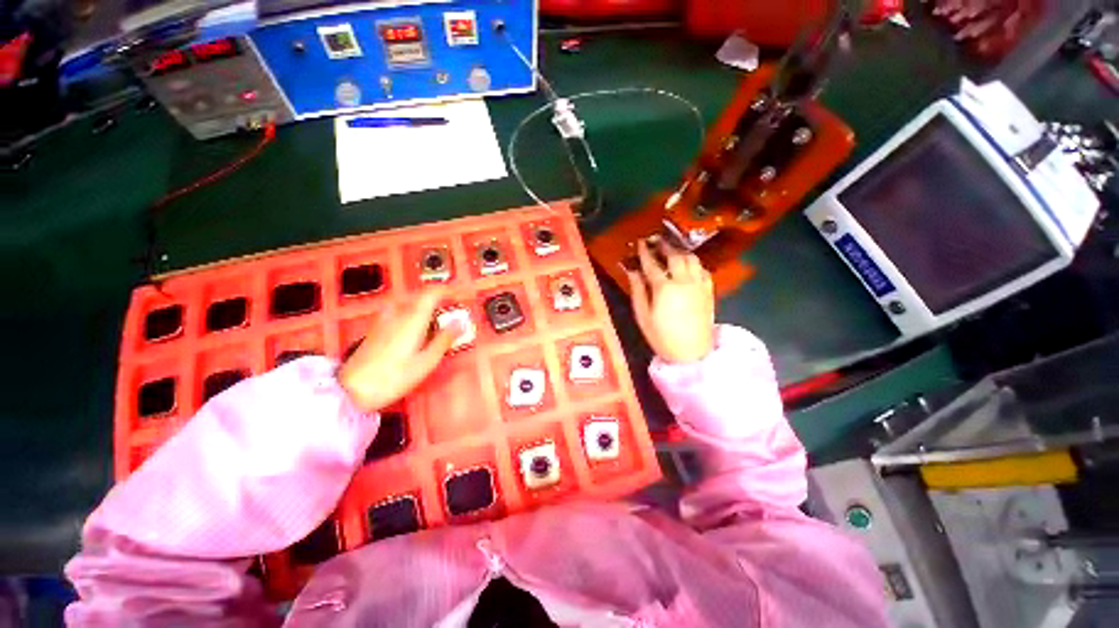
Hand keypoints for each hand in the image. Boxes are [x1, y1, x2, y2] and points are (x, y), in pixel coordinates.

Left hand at [338, 289, 457, 412]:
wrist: (350, 390)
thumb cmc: (394, 377)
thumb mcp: (426, 362)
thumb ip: (444, 340)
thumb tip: (460, 323)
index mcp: (413, 319)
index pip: (431, 294)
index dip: (446, 292)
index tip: (459, 298)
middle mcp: (398, 314)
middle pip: (420, 298)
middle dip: (437, 303)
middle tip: (449, 317)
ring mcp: (384, 321)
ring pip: (408, 305)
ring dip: (423, 310)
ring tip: (433, 326)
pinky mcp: (376, 329)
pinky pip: (398, 313)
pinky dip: (411, 317)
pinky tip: (413, 334)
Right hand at [626, 239, 714, 363]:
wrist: (692, 354)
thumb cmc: (662, 337)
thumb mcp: (643, 316)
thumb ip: (638, 291)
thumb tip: (632, 271)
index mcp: (665, 288)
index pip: (652, 264)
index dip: (645, 252)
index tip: (640, 243)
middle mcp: (684, 281)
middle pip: (675, 256)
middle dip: (665, 246)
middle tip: (656, 241)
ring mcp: (699, 285)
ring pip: (692, 259)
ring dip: (680, 251)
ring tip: (672, 250)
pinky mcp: (709, 291)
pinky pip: (703, 269)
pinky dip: (694, 263)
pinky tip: (689, 265)